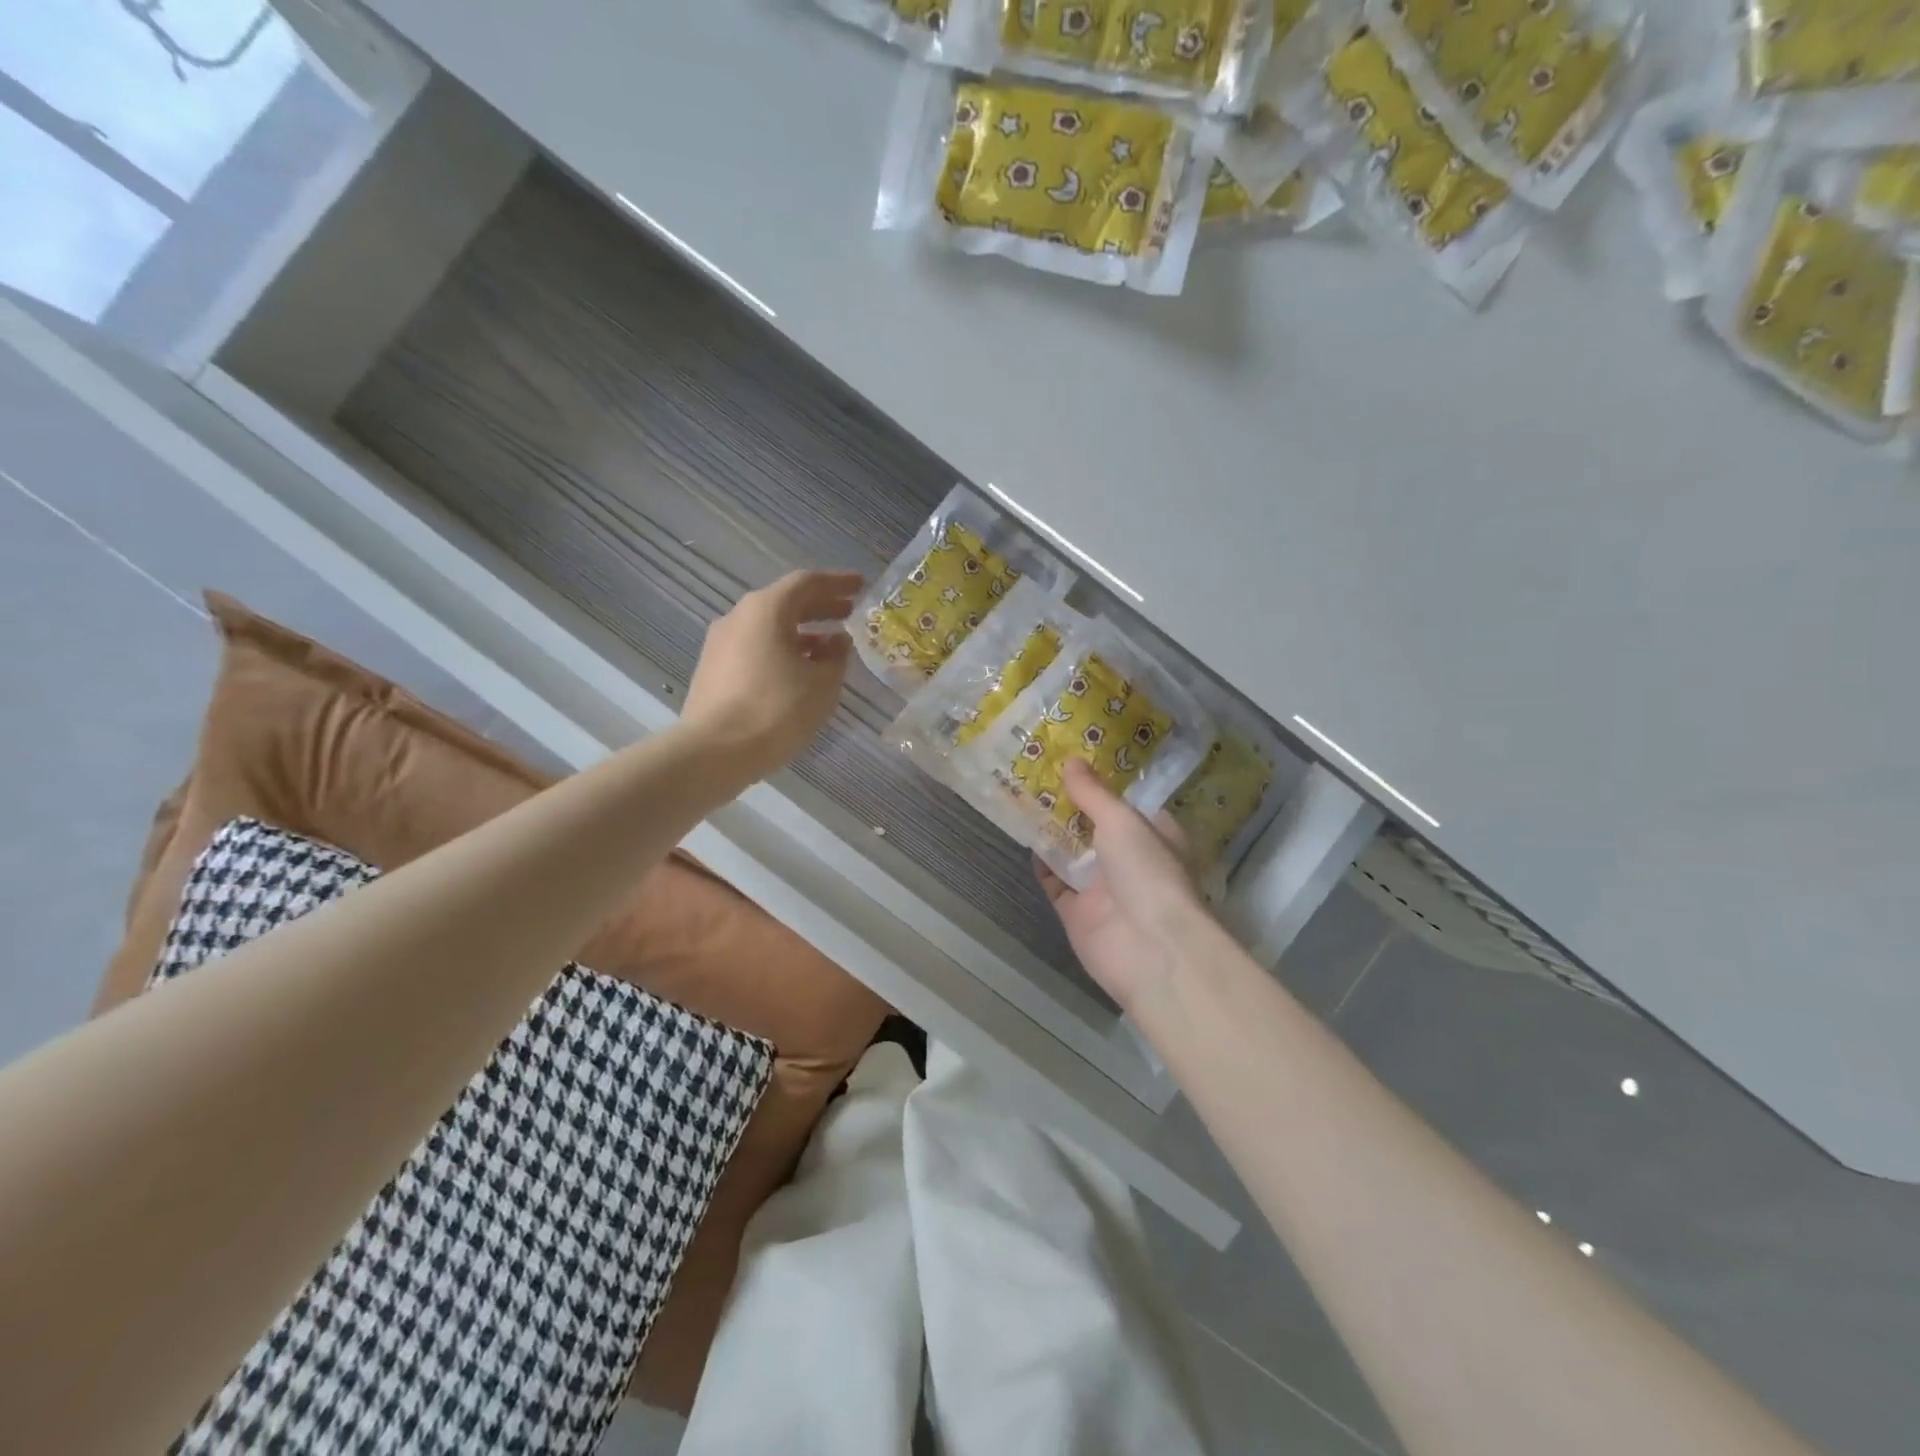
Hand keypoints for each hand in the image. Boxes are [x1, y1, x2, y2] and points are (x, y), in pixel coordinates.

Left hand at [683, 569, 861, 780]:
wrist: (715, 752)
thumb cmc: (776, 710)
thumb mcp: (822, 684)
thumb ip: (836, 657)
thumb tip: (838, 642)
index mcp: (766, 609)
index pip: (807, 583)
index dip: (837, 583)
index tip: (861, 586)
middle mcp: (739, 617)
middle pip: (785, 602)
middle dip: (820, 607)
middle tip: (849, 613)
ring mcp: (721, 644)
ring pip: (769, 627)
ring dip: (802, 632)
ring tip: (830, 646)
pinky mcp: (714, 670)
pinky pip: (756, 648)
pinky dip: (782, 650)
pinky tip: (800, 670)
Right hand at [1036, 759, 1213, 1015]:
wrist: (1149, 948)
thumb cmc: (1147, 871)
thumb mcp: (1122, 821)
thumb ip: (1093, 793)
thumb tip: (1071, 760)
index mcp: (1155, 836)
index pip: (1128, 805)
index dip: (1103, 785)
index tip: (1075, 760)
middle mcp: (1131, 861)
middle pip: (1096, 828)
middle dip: (1072, 806)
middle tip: (1040, 774)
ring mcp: (1104, 890)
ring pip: (1074, 854)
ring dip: (1053, 831)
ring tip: (1024, 797)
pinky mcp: (1078, 914)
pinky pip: (1056, 884)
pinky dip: (1042, 865)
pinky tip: (1024, 838)